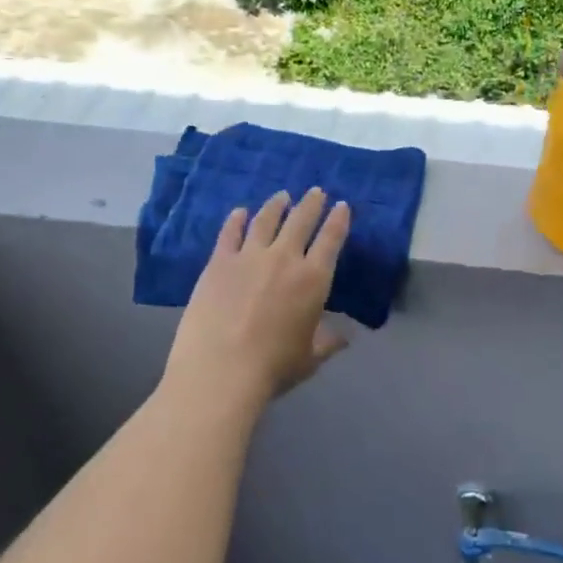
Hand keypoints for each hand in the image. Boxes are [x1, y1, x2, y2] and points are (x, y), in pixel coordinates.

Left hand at [162, 188, 351, 410]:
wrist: (220, 370)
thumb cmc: (273, 368)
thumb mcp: (309, 358)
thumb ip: (327, 342)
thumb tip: (344, 338)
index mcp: (313, 280)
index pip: (331, 240)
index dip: (338, 220)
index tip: (342, 206)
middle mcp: (284, 258)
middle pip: (301, 220)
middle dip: (311, 204)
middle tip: (316, 191)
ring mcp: (249, 256)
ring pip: (266, 220)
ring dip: (276, 205)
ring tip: (282, 196)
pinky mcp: (219, 262)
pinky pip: (230, 233)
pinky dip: (236, 219)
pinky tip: (240, 212)